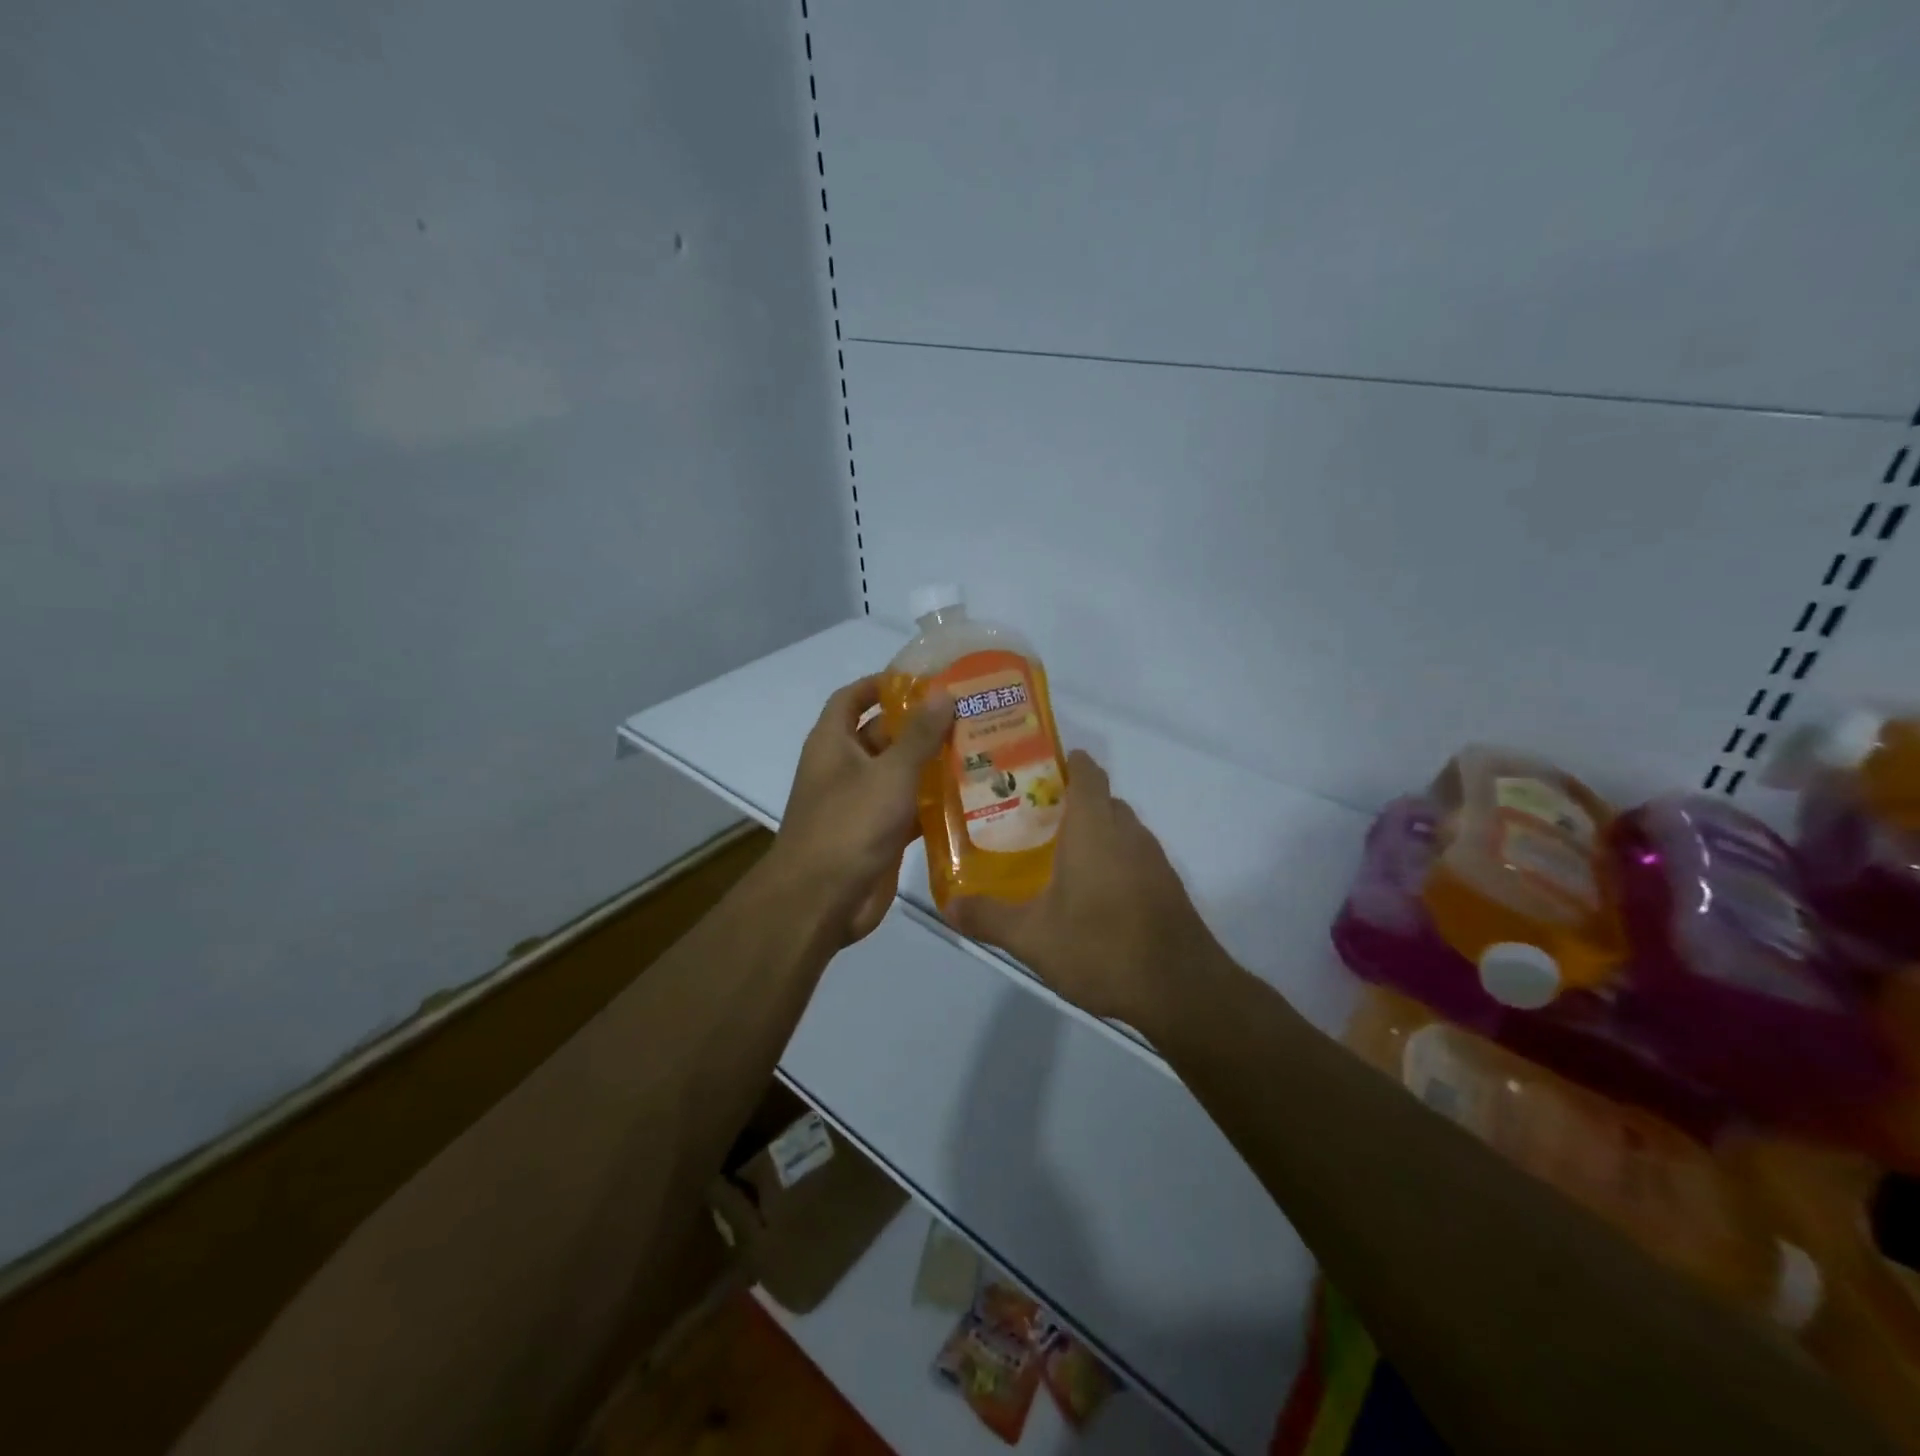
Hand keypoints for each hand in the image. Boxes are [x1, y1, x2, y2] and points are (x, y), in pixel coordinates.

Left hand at [770, 674, 953, 946]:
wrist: (822, 901)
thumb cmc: (849, 824)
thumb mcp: (889, 773)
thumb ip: (919, 735)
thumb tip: (944, 693)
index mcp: (834, 743)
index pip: (852, 698)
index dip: (881, 684)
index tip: (923, 678)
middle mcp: (845, 768)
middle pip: (884, 735)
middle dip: (921, 725)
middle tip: (969, 714)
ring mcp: (862, 803)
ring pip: (901, 774)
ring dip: (933, 764)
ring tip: (981, 749)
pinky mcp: (880, 835)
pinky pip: (911, 809)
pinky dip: (935, 803)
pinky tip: (974, 797)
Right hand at [944, 750, 1224, 1023]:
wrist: (1180, 989)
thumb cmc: (1101, 947)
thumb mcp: (1031, 937)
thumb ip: (988, 917)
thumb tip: (948, 906)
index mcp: (1094, 826)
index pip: (1086, 772)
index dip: (1065, 762)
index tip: (1034, 770)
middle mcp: (1127, 832)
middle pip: (1101, 800)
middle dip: (1069, 802)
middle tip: (1029, 819)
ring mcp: (1153, 859)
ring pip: (1119, 829)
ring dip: (1092, 833)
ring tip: (1053, 856)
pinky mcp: (1166, 886)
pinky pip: (1133, 856)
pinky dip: (1111, 861)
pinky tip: (1089, 895)